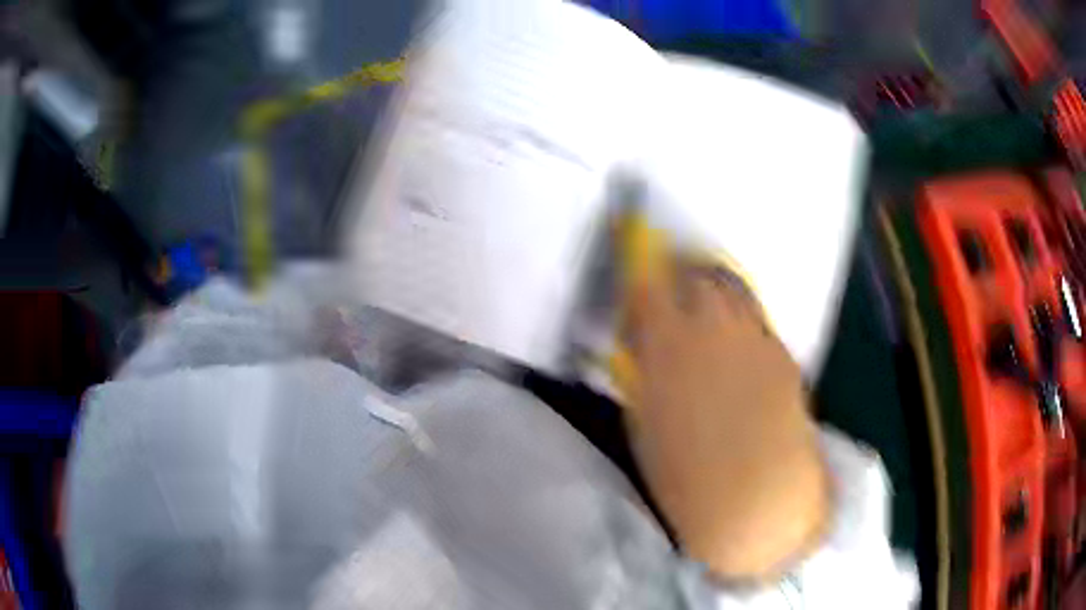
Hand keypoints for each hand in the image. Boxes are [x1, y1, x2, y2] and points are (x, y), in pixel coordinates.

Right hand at [623, 239, 828, 579]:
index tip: (637, 279)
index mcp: (667, 344)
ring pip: (732, 291)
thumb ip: (644, 372)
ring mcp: (753, 336)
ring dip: (716, 294)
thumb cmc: (684, 474)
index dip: (640, 274)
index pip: (647, 286)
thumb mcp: (644, 420)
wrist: (756, 497)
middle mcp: (712, 327)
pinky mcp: (782, 353)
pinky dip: (744, 325)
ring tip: (710, 314)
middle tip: (676, 296)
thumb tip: (645, 346)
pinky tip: (742, 352)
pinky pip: (758, 322)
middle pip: (696, 276)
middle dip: (682, 278)